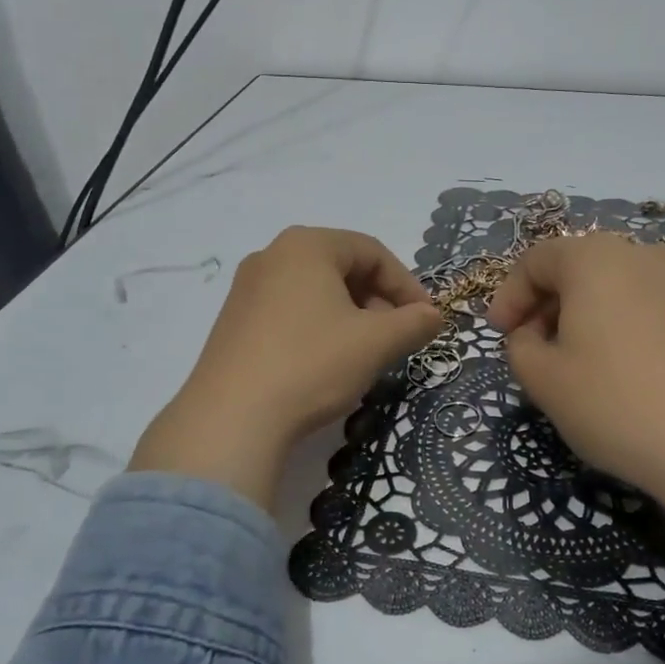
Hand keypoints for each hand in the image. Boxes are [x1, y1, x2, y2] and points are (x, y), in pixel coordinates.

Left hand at [130, 227, 442, 507]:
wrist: (231, 418)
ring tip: (363, 354)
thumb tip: (433, 316)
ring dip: (349, 317)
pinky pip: (288, 311)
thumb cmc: (311, 364)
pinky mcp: (232, 321)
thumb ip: (413, 323)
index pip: (372, 252)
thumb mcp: (375, 343)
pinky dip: (317, 328)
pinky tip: (324, 364)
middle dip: (377, 300)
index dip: (406, 284)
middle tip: (395, 337)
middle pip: (341, 268)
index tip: (425, 320)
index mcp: (307, 245)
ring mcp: (246, 288)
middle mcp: (271, 255)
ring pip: (315, 292)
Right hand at [487, 233, 664, 621]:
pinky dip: (641, 326)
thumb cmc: (615, 404)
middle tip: (540, 347)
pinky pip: (664, 308)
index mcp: (595, 259)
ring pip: (626, 286)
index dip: (510, 295)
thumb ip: (519, 345)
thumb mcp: (542, 379)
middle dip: (552, 303)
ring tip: (594, 359)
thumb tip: (533, 334)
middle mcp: (645, 255)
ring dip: (598, 313)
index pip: (536, 260)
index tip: (501, 333)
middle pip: (583, 268)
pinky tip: (644, 370)